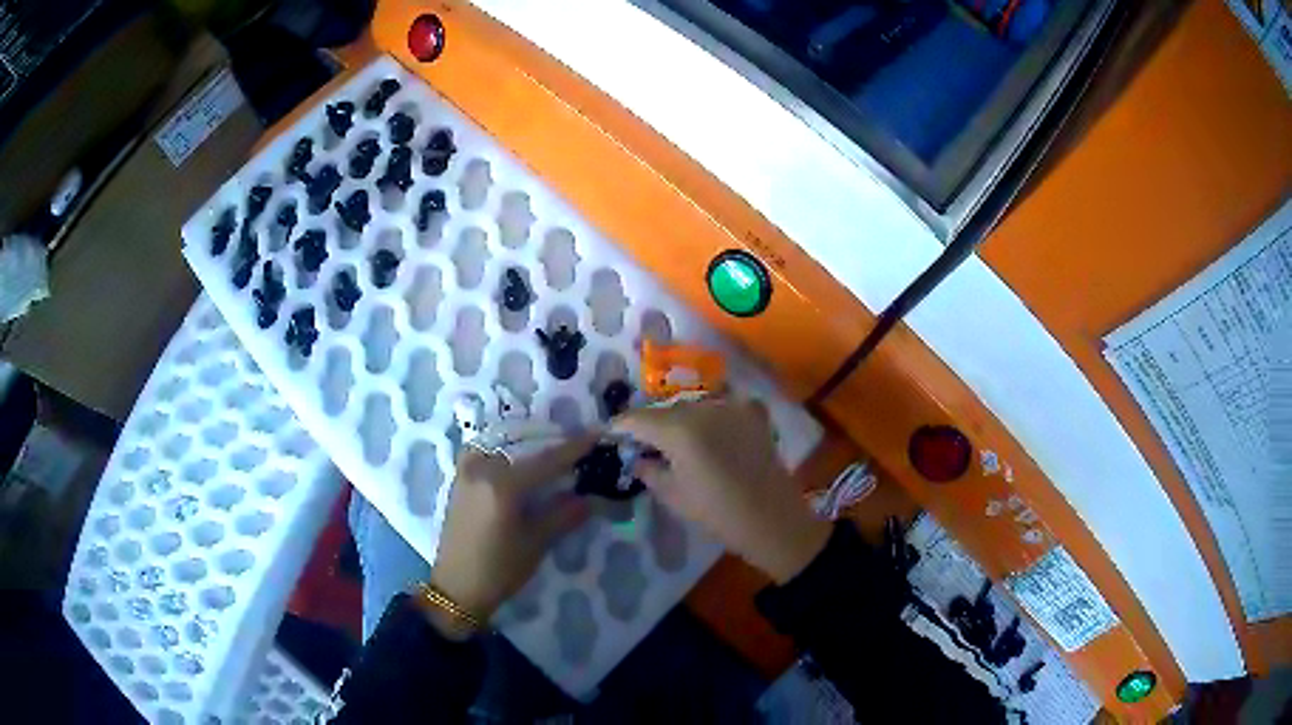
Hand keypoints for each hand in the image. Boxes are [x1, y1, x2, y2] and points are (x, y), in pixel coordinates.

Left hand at [427, 436, 594, 635]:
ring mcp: (467, 472)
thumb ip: (564, 515)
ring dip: (528, 446)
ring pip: (503, 446)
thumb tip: (591, 497)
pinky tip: (519, 461)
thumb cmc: (498, 570)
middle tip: (577, 447)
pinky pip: (486, 453)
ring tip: (551, 453)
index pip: (546, 460)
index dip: (574, 448)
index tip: (598, 434)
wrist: (456, 588)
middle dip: (551, 444)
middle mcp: (482, 469)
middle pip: (524, 447)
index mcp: (503, 484)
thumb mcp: (535, 543)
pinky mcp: (459, 480)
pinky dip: (506, 452)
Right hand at [613, 397, 829, 583]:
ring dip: (683, 418)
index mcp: (678, 429)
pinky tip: (713, 431)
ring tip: (680, 439)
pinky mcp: (753, 412)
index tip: (611, 435)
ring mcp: (731, 406)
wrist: (772, 520)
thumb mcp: (673, 496)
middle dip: (652, 423)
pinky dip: (714, 414)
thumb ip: (649, 470)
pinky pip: (724, 404)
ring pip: (695, 404)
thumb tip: (638, 457)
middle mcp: (703, 407)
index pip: (637, 418)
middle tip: (644, 442)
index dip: (621, 426)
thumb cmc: (717, 513)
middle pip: (666, 409)